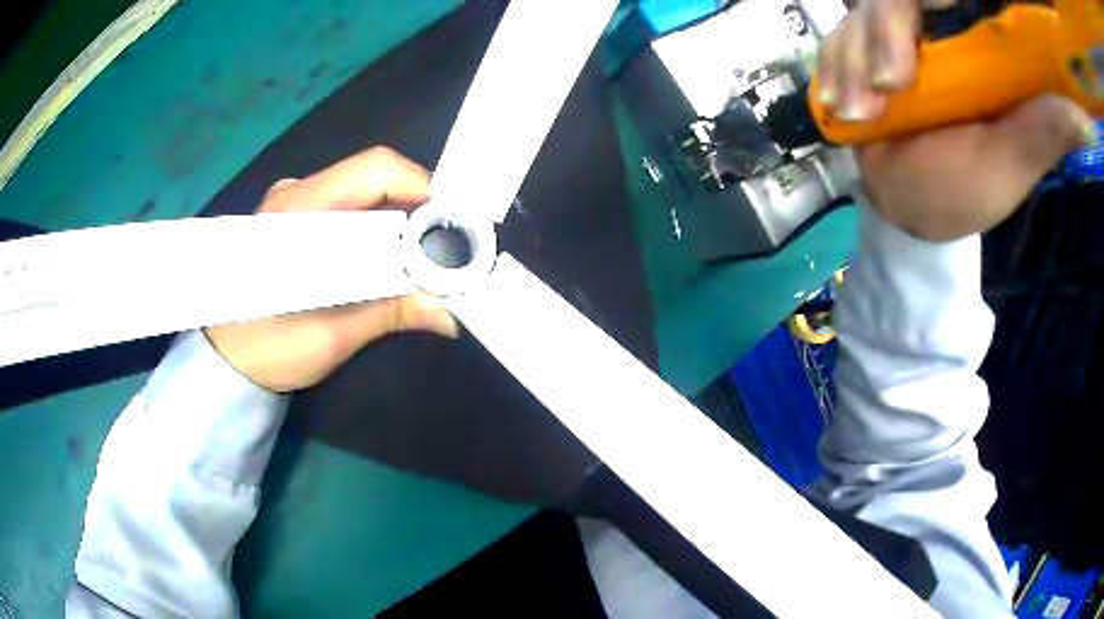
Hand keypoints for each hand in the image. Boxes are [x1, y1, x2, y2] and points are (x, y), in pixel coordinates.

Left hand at [204, 147, 457, 392]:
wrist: (225, 361)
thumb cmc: (267, 350)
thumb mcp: (331, 336)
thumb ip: (391, 314)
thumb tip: (450, 313)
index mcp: (298, 213)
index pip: (373, 171)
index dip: (422, 188)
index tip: (453, 225)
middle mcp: (296, 193)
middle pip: (374, 175)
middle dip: (418, 206)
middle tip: (445, 245)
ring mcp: (294, 201)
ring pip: (365, 190)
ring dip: (400, 217)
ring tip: (423, 254)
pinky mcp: (296, 216)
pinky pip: (349, 205)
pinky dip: (378, 224)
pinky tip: (387, 256)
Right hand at [817, 0, 1096, 241]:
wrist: (907, 205)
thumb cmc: (964, 189)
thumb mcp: (1013, 162)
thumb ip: (1048, 129)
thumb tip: (1084, 118)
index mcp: (983, 43)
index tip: (938, 5)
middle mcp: (939, 25)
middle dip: (884, 34)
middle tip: (890, 90)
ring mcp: (897, 32)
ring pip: (862, 10)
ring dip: (853, 58)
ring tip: (862, 114)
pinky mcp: (864, 45)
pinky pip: (837, 34)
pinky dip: (834, 67)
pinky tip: (843, 105)